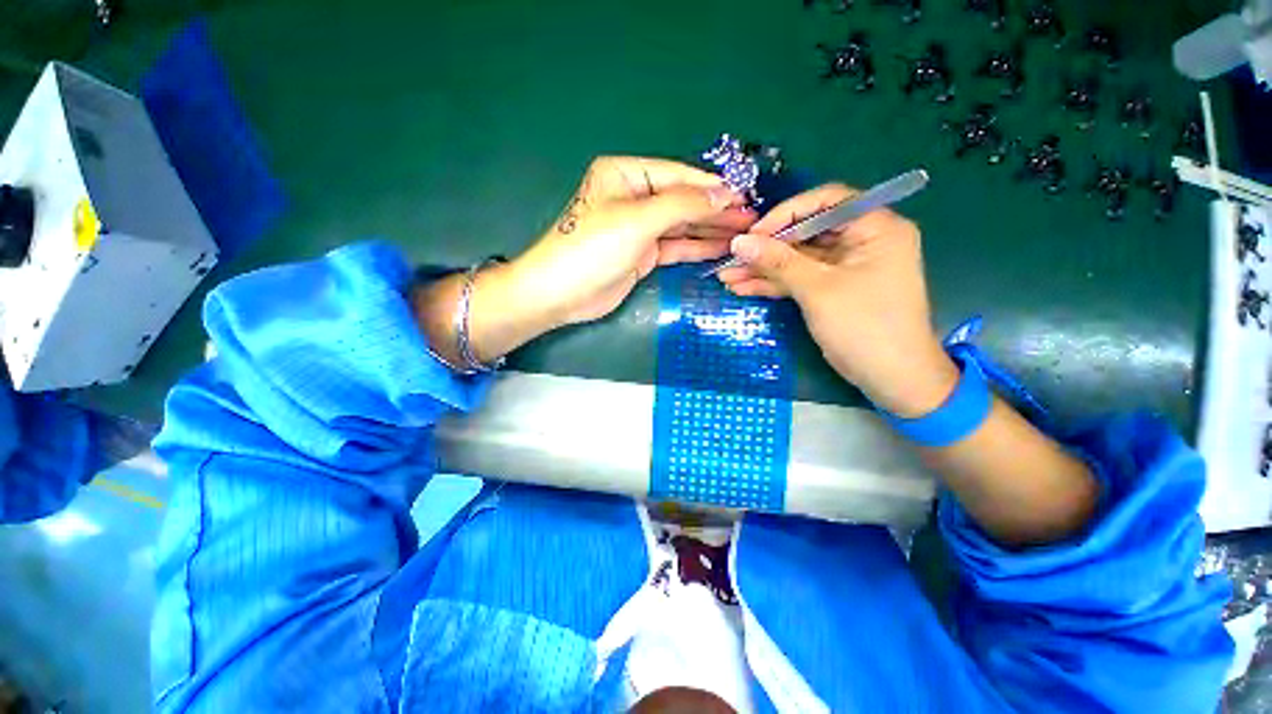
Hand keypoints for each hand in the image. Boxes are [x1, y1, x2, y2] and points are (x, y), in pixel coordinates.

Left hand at [506, 156, 754, 326]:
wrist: (561, 293)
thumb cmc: (593, 248)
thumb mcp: (638, 220)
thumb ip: (682, 205)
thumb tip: (724, 196)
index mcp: (626, 175)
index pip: (678, 176)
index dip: (712, 188)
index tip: (745, 197)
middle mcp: (634, 197)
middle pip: (683, 201)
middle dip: (715, 210)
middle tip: (751, 219)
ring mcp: (639, 228)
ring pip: (681, 225)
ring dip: (710, 230)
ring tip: (743, 234)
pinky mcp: (642, 254)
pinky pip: (674, 246)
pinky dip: (695, 247)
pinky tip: (719, 248)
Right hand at [717, 183, 958, 416]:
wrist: (891, 378)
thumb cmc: (864, 326)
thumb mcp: (817, 289)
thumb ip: (777, 261)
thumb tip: (740, 242)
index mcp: (875, 227)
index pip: (826, 202)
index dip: (785, 215)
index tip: (752, 234)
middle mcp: (862, 241)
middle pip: (806, 234)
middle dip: (767, 249)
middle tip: (731, 258)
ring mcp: (846, 267)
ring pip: (798, 260)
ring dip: (764, 270)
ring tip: (728, 277)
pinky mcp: (833, 290)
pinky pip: (800, 279)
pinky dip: (775, 284)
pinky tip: (744, 288)